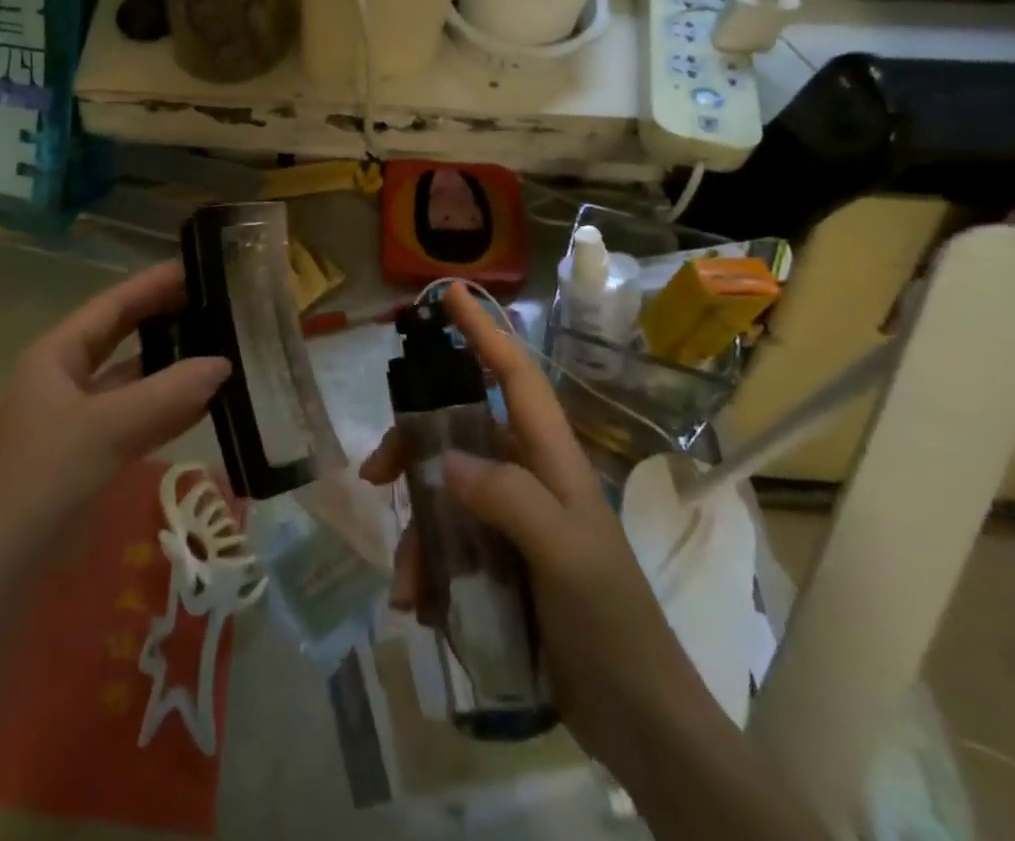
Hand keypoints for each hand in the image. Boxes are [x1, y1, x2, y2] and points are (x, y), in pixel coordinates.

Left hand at [0, 261, 229, 539]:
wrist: (10, 565)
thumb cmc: (49, 476)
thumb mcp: (108, 428)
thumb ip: (168, 394)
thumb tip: (223, 365)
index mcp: (56, 354)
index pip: (111, 306)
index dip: (151, 285)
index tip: (194, 267)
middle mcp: (67, 376)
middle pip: (123, 336)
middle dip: (164, 319)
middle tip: (213, 301)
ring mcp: (82, 414)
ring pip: (135, 377)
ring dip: (172, 365)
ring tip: (219, 343)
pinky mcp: (96, 449)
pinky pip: (140, 415)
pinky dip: (170, 406)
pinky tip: (208, 399)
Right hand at [360, 285, 712, 776]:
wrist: (637, 721)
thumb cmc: (612, 624)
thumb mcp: (567, 555)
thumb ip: (510, 498)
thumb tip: (444, 463)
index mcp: (550, 459)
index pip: (514, 376)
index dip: (483, 331)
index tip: (448, 293)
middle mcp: (526, 477)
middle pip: (457, 432)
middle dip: (413, 447)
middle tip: (376, 474)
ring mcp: (511, 520)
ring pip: (443, 494)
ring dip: (417, 531)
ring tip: (406, 583)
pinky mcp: (498, 560)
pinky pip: (447, 542)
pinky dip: (427, 567)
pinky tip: (420, 605)